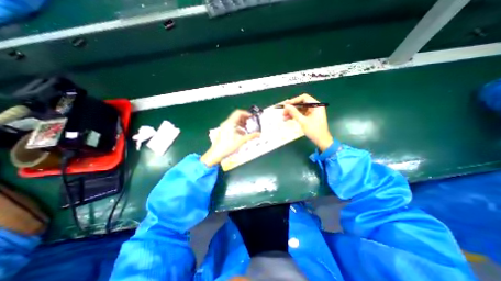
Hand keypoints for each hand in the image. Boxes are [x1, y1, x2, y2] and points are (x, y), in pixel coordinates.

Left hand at [201, 108, 259, 166]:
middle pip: (236, 116)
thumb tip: (259, 134)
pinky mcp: (223, 130)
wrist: (216, 153)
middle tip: (251, 122)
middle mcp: (226, 123)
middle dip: (245, 119)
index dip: (246, 113)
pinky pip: (232, 126)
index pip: (238, 113)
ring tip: (248, 128)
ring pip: (234, 121)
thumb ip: (251, 136)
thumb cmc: (228, 146)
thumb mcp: (241, 141)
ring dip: (242, 123)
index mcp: (230, 123)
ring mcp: (224, 126)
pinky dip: (238, 127)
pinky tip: (242, 133)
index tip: (252, 117)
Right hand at [281, 93, 330, 150]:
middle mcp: (314, 107)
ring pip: (300, 109)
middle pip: (301, 103)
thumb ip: (294, 112)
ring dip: (292, 112)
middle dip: (291, 108)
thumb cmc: (314, 130)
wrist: (321, 140)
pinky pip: (301, 114)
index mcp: (316, 105)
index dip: (294, 100)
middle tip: (283, 112)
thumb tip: (286, 106)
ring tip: (284, 117)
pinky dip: (295, 116)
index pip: (304, 98)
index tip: (286, 105)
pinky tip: (287, 119)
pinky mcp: (310, 117)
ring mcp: (312, 112)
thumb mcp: (302, 121)